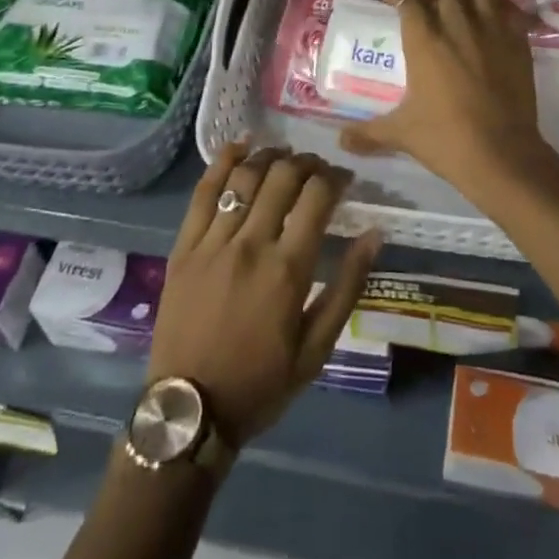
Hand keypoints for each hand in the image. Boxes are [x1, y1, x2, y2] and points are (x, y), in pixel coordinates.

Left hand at [148, 143, 380, 449]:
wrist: (190, 412)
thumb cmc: (260, 383)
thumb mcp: (317, 348)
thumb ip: (347, 286)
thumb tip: (374, 234)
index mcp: (288, 269)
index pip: (317, 197)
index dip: (335, 177)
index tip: (344, 179)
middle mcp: (251, 244)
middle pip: (283, 178)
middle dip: (306, 163)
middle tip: (316, 167)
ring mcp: (213, 242)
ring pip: (245, 177)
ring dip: (269, 156)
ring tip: (283, 155)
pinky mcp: (184, 246)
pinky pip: (204, 192)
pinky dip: (223, 162)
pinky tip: (239, 147)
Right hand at [338, 0, 558, 198]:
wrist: (502, 154)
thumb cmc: (446, 139)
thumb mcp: (401, 133)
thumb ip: (368, 132)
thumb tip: (341, 141)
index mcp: (423, 38)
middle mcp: (456, 23)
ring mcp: (491, 28)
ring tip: (459, 1)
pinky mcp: (518, 40)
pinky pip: (508, 6)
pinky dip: (498, 5)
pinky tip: (491, 20)